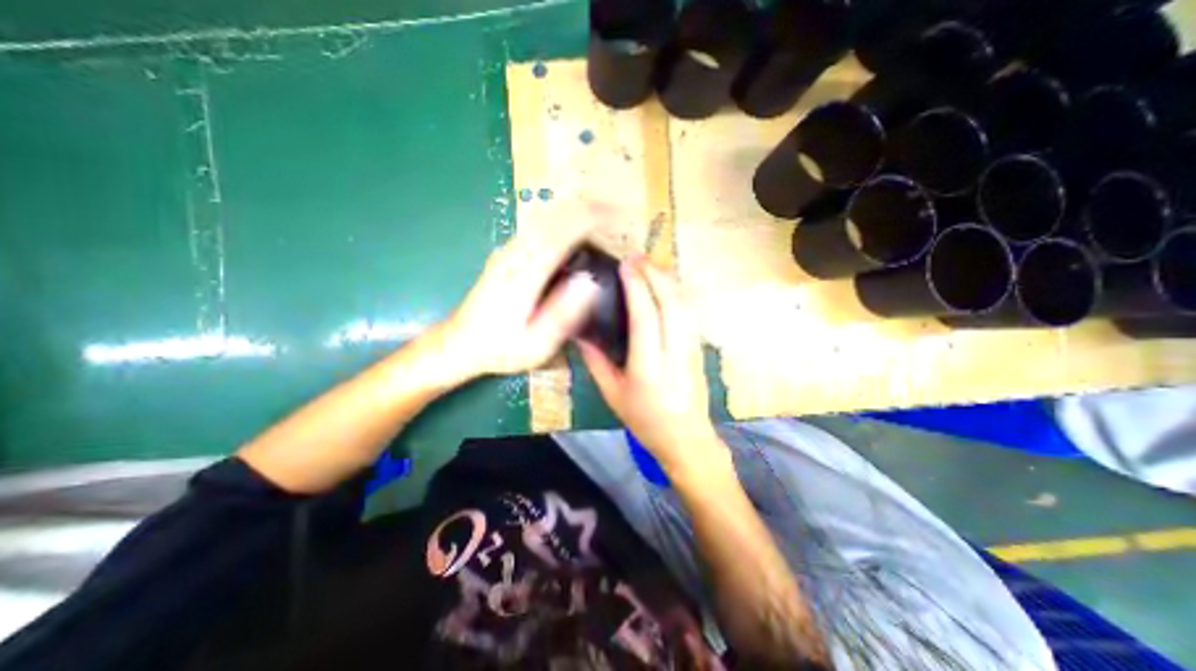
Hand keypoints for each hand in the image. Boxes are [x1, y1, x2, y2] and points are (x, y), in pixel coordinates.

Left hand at [434, 219, 602, 382]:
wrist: (459, 343)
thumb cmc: (500, 348)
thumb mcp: (535, 344)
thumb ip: (562, 315)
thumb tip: (591, 283)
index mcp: (525, 274)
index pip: (562, 232)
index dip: (592, 218)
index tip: (618, 215)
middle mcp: (515, 254)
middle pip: (555, 216)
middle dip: (589, 207)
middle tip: (618, 213)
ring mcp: (508, 250)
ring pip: (546, 216)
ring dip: (576, 210)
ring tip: (604, 217)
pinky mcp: (507, 253)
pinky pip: (539, 225)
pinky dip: (563, 219)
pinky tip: (575, 229)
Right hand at [579, 253, 728, 479]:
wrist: (687, 438)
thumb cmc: (645, 420)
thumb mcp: (612, 394)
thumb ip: (596, 362)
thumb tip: (582, 333)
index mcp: (649, 368)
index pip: (646, 317)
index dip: (636, 286)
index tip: (625, 265)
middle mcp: (674, 353)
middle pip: (671, 303)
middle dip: (654, 274)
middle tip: (636, 256)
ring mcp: (692, 349)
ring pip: (684, 304)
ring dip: (667, 279)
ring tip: (649, 264)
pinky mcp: (699, 348)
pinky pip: (689, 312)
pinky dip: (676, 292)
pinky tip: (664, 284)